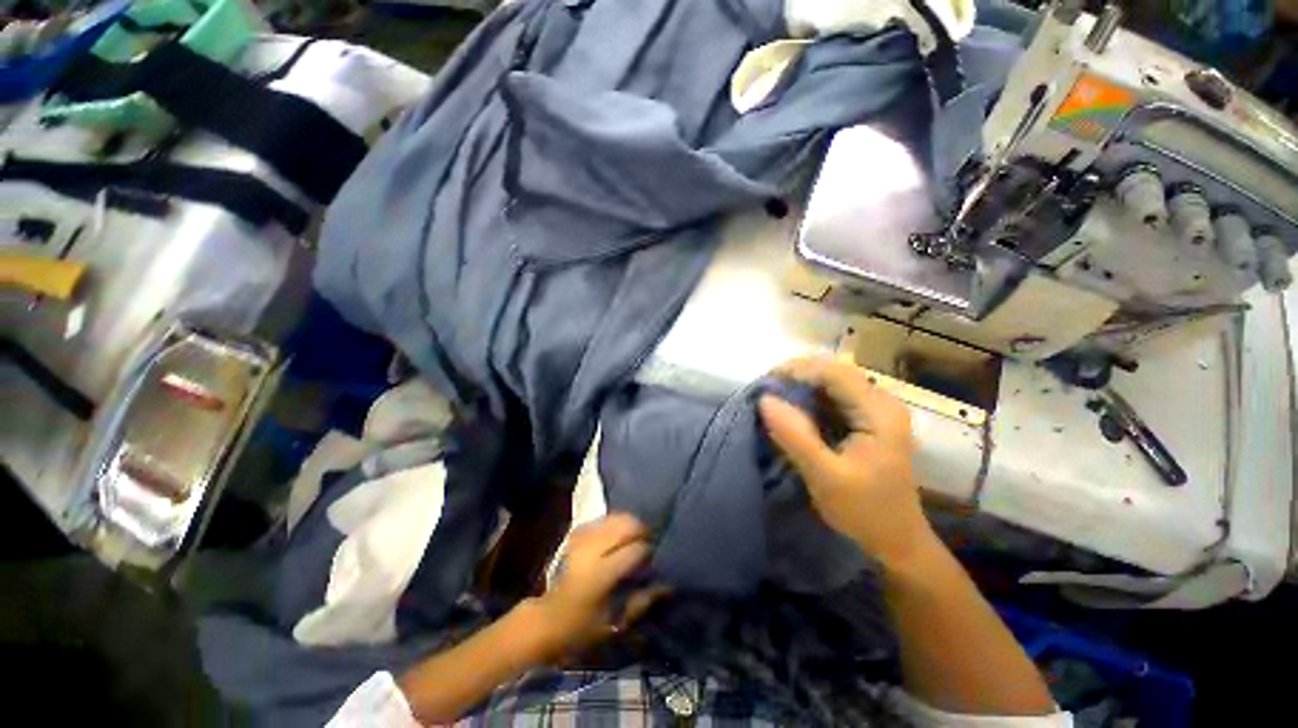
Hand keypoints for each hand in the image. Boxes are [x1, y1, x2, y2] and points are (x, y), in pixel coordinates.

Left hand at [528, 514, 662, 658]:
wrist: (548, 617)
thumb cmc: (582, 627)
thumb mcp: (615, 622)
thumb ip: (643, 600)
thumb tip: (668, 584)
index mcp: (600, 573)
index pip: (635, 549)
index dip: (649, 551)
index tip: (656, 559)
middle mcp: (591, 549)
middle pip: (626, 524)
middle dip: (642, 530)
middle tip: (650, 543)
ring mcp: (582, 537)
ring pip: (616, 517)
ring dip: (630, 524)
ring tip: (636, 538)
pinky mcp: (577, 532)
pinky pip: (604, 519)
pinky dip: (616, 523)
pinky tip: (619, 536)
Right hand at [758, 357, 936, 568]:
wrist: (897, 541)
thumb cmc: (864, 511)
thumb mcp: (825, 477)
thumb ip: (795, 436)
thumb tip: (765, 399)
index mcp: (879, 412)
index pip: (835, 373)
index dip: (798, 370)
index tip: (765, 382)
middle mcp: (882, 402)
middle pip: (835, 372)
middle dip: (798, 377)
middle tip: (767, 391)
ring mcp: (877, 410)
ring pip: (833, 383)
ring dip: (802, 387)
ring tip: (774, 400)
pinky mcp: (868, 420)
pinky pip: (835, 398)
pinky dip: (810, 400)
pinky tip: (794, 412)